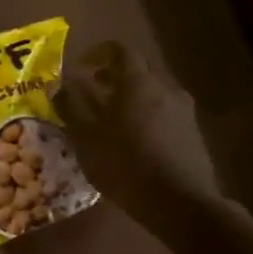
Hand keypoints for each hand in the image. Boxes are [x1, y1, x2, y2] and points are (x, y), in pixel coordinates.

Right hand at [55, 41, 221, 228]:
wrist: (180, 203)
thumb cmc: (125, 164)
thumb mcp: (85, 137)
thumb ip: (71, 106)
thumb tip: (59, 86)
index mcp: (137, 82)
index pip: (119, 50)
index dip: (97, 53)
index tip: (81, 67)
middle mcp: (164, 87)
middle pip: (138, 69)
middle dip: (113, 75)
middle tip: (92, 91)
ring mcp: (183, 110)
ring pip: (153, 91)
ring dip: (130, 96)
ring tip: (110, 118)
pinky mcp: (193, 132)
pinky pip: (164, 111)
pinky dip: (146, 114)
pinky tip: (133, 139)